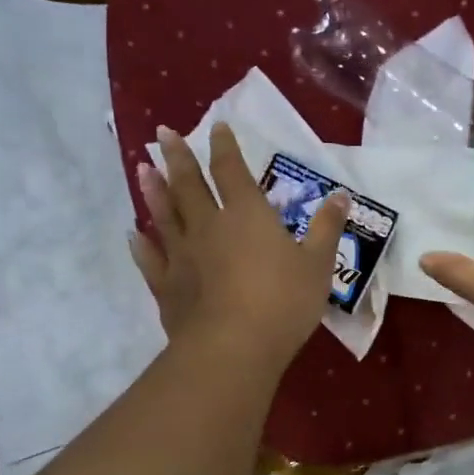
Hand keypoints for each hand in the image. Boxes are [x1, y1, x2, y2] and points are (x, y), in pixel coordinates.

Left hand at [129, 122, 347, 369]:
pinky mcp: (167, 287)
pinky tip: (132, 234)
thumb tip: (341, 196)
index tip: (216, 126)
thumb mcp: (317, 265)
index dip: (224, 147)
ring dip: (153, 191)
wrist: (233, 348)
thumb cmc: (283, 302)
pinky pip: (150, 260)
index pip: (232, 171)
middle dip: (177, 157)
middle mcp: (209, 226)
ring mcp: (183, 256)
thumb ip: (326, 228)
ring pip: (164, 215)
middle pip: (189, 185)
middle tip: (162, 133)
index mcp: (247, 216)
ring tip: (142, 168)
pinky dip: (141, 245)